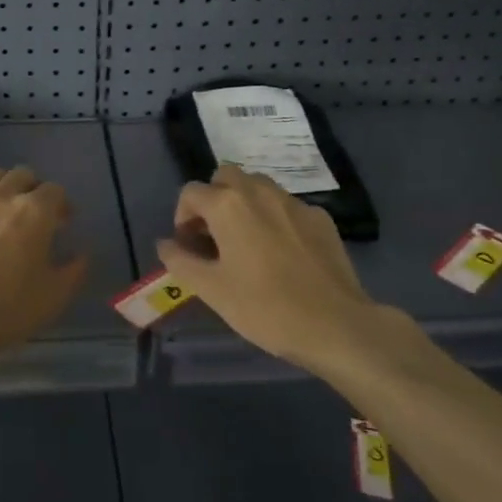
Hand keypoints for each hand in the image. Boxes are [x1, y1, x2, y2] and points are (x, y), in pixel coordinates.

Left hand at [0, 164, 87, 374]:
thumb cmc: (3, 310)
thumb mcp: (52, 299)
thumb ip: (73, 271)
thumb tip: (80, 254)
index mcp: (34, 212)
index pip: (55, 191)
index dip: (62, 204)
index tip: (63, 222)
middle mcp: (0, 198)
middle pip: (22, 175)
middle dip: (32, 189)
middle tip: (33, 214)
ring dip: (1, 188)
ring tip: (1, 211)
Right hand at [156, 164, 419, 376]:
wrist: (335, 325)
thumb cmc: (264, 307)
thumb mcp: (211, 290)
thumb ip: (180, 261)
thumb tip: (165, 243)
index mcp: (228, 205)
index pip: (191, 193)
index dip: (182, 217)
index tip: (189, 247)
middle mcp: (260, 191)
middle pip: (226, 176)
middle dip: (213, 199)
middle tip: (214, 236)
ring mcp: (294, 203)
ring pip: (259, 187)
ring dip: (244, 204)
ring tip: (246, 242)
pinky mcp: (321, 218)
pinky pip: (287, 207)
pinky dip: (275, 219)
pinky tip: (282, 254)